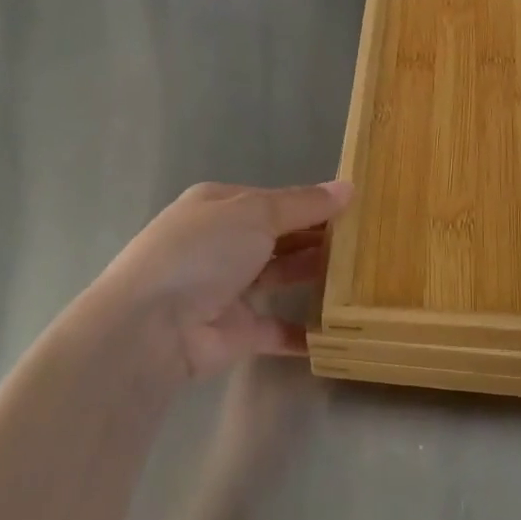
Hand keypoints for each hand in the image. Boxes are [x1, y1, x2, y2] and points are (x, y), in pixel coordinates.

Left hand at [92, 180, 352, 380]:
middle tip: (368, 241)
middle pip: (278, 237)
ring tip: (363, 274)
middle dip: (317, 238)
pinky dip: (304, 331)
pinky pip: (277, 329)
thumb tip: (348, 187)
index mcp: (219, 206)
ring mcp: (227, 289)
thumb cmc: (202, 252)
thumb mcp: (254, 213)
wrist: (152, 328)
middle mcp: (221, 244)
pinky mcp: (236, 332)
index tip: (355, 208)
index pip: (273, 200)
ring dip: (315, 276)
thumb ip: (303, 204)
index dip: (312, 203)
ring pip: (280, 277)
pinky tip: (340, 328)